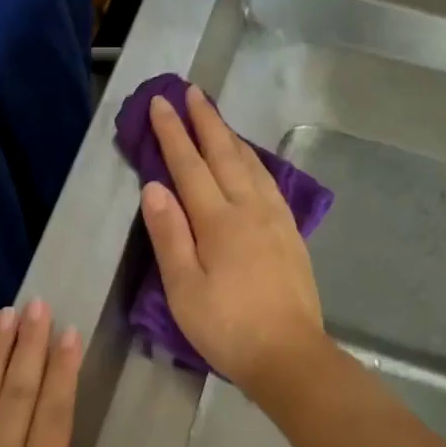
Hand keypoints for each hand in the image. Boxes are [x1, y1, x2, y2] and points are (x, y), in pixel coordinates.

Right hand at [139, 86, 327, 396]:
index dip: (173, 133)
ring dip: (230, 136)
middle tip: (191, 91)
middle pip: (225, 155)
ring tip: (216, 117)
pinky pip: (269, 182)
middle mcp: (250, 209)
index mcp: (219, 222)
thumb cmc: (227, 328)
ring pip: (251, 164)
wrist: (289, 355)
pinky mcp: (290, 234)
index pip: (190, 166)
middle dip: (205, 121)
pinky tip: (251, 162)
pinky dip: (254, 161)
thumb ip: (170, 235)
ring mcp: (276, 220)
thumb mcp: (184, 288)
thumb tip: (155, 187)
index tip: (160, 103)